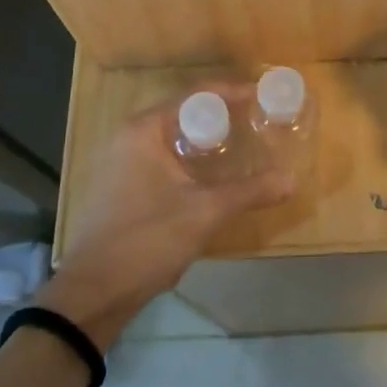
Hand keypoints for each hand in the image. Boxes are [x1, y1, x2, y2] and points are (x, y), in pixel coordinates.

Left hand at [39, 92, 293, 347]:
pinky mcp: (122, 186)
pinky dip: (191, 161)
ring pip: (174, 139)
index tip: (263, 96)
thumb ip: (249, 192)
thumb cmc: (147, 239)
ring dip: (207, 141)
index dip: (233, 93)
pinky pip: (164, 160)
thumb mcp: (205, 213)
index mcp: (145, 130)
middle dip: (223, 117)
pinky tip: (213, 178)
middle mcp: (130, 137)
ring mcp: (122, 162)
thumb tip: (292, 180)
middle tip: (258, 123)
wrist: (94, 292)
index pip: (196, 96)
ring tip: (243, 147)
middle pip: (185, 115)